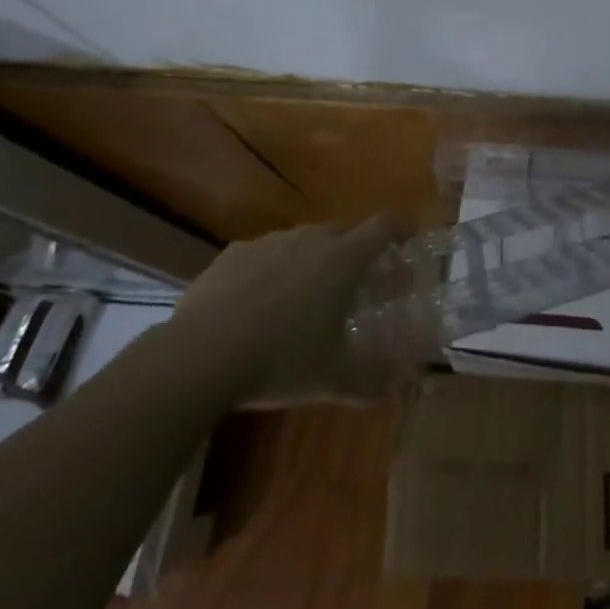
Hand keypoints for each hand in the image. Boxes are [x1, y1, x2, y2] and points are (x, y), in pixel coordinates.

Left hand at [167, 214, 404, 406]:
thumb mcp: (334, 379)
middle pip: (345, 230)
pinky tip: (259, 302)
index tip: (410, 237)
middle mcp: (310, 239)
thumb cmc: (280, 360)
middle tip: (358, 280)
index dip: (403, 227)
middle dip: (358, 249)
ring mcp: (268, 243)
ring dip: (313, 258)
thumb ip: (372, 379)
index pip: (385, 225)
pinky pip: (264, 254)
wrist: (199, 356)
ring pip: (303, 240)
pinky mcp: (233, 255)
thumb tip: (396, 383)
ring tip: (306, 294)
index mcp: (343, 259)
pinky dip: (272, 269)